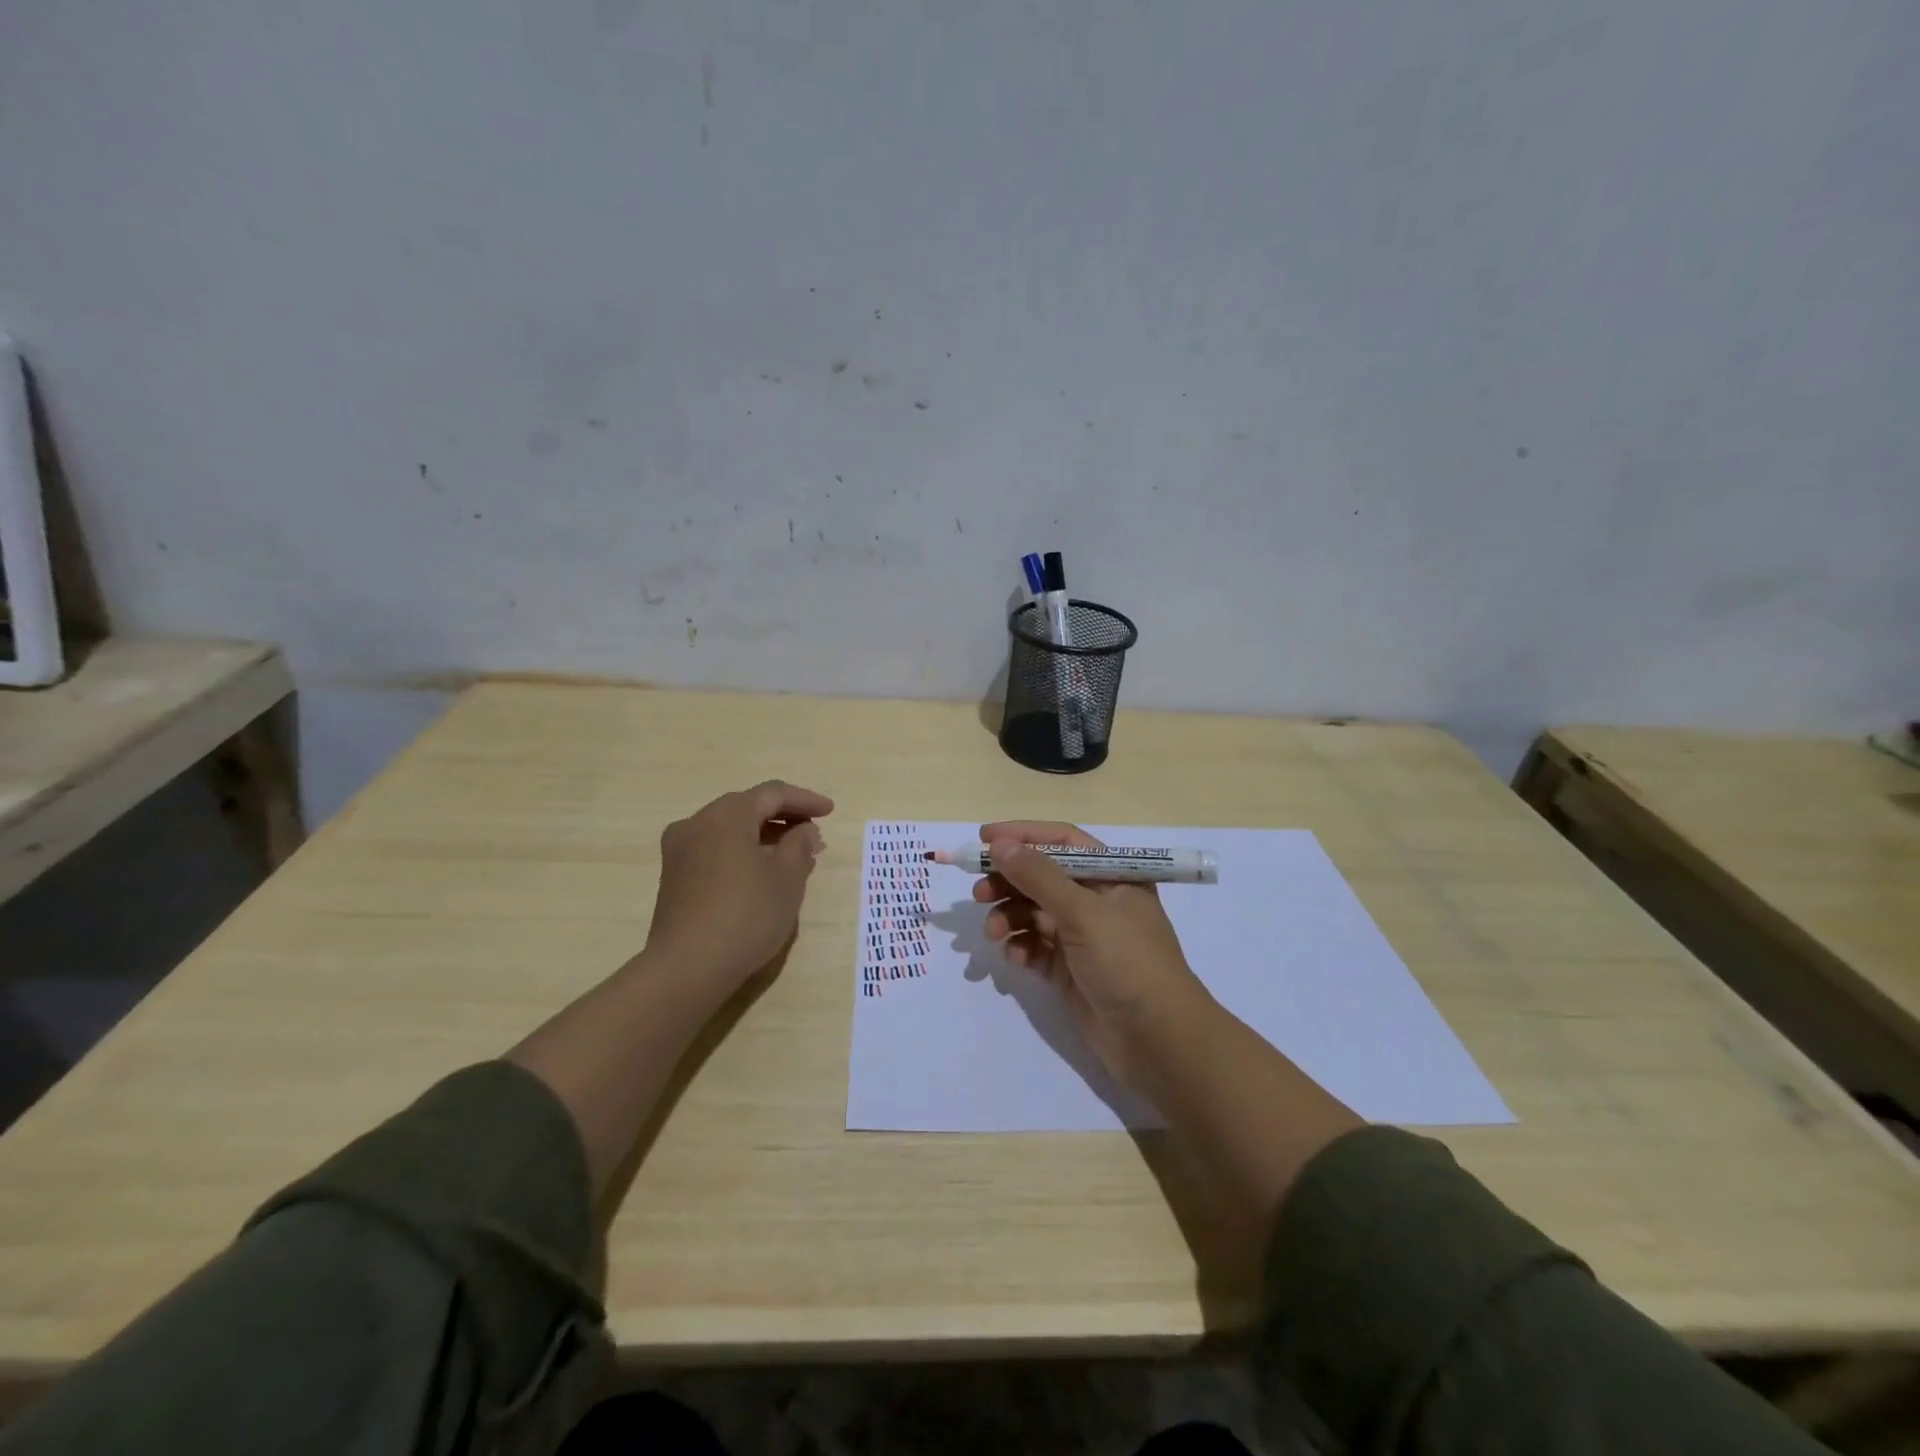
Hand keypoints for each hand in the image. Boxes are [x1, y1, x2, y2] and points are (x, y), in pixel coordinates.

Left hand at [643, 780, 833, 990]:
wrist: (687, 968)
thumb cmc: (746, 915)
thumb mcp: (788, 878)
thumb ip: (800, 845)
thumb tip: (803, 830)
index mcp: (726, 815)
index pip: (773, 794)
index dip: (805, 800)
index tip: (830, 812)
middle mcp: (697, 823)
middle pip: (748, 807)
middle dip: (784, 818)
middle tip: (814, 835)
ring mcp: (680, 850)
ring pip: (731, 829)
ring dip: (764, 836)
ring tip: (794, 856)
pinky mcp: (674, 876)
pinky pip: (716, 849)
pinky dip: (743, 851)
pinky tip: (763, 873)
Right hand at [972, 821, 1212, 1088]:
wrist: (1158, 1040)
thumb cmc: (1127, 961)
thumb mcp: (1083, 912)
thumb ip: (1038, 876)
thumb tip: (1000, 844)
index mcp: (1112, 876)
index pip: (1062, 841)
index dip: (1024, 836)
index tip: (984, 839)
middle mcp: (1097, 901)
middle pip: (1042, 877)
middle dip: (1009, 881)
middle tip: (978, 892)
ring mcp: (1083, 937)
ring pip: (1034, 914)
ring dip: (1009, 917)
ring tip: (992, 933)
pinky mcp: (1070, 970)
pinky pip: (1036, 948)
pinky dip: (1022, 949)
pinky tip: (1016, 960)